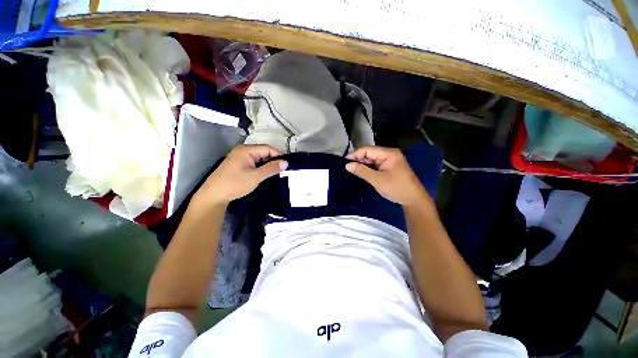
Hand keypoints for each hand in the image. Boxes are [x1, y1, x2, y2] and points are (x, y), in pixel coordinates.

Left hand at [194, 145, 287, 206]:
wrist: (213, 196)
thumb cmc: (234, 184)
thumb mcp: (255, 177)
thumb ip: (271, 168)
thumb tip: (286, 163)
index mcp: (246, 150)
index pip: (267, 148)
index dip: (278, 156)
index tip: (286, 166)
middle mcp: (242, 150)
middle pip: (263, 152)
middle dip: (273, 161)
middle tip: (282, 171)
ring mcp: (239, 157)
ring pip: (259, 158)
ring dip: (267, 165)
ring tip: (276, 174)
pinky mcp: (238, 164)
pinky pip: (254, 163)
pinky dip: (261, 168)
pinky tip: (265, 174)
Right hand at [346, 146, 429, 206]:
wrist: (413, 199)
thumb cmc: (396, 188)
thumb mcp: (377, 180)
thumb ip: (362, 171)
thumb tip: (347, 165)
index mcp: (388, 153)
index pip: (367, 149)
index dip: (355, 154)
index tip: (344, 161)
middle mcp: (389, 154)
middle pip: (369, 153)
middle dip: (358, 159)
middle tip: (347, 167)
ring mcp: (389, 160)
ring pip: (372, 159)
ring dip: (362, 164)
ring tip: (351, 170)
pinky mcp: (389, 167)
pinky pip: (376, 165)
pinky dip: (368, 168)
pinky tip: (361, 172)